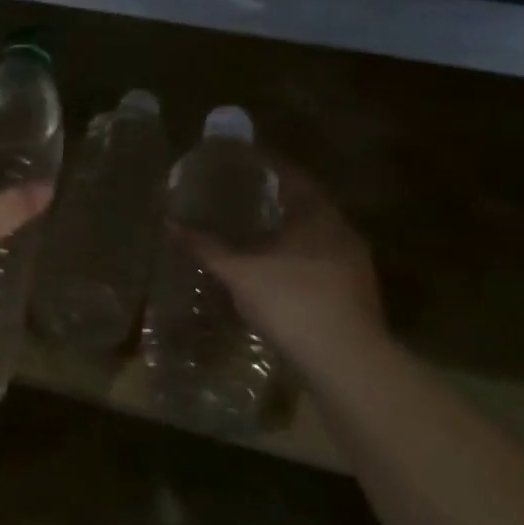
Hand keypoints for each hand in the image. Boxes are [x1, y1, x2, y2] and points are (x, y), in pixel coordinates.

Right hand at [176, 157, 385, 368]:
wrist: (345, 361)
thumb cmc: (291, 301)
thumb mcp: (239, 272)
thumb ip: (206, 246)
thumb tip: (169, 222)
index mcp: (318, 216)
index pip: (293, 178)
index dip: (267, 168)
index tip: (242, 163)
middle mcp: (342, 233)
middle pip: (306, 206)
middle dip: (275, 202)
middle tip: (240, 198)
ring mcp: (353, 265)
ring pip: (315, 237)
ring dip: (287, 233)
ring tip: (252, 234)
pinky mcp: (354, 294)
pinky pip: (320, 263)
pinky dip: (296, 260)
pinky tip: (273, 273)